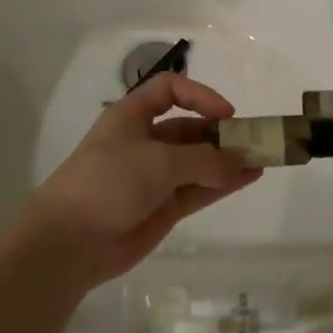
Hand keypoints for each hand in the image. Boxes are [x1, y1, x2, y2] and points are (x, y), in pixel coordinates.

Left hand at [14, 72, 263, 290]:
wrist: (70, 242)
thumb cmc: (109, 182)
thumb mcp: (159, 161)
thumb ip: (204, 160)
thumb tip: (241, 160)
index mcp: (132, 116)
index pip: (169, 90)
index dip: (199, 95)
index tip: (226, 114)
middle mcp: (144, 141)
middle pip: (189, 129)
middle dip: (220, 133)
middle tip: (255, 141)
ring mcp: (154, 177)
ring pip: (198, 162)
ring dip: (227, 159)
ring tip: (262, 159)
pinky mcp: (162, 208)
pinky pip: (199, 189)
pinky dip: (223, 183)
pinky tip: (249, 178)